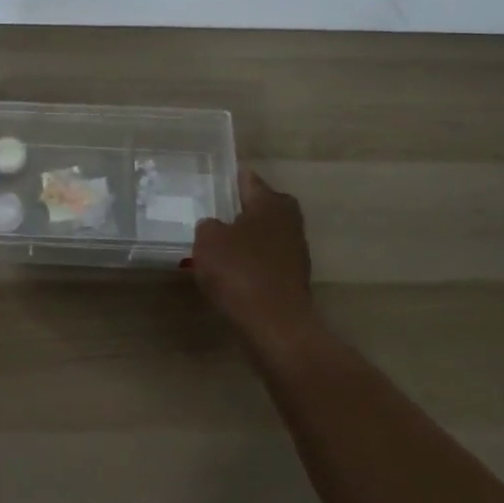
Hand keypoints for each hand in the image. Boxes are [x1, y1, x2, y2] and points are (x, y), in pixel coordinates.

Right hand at [192, 170, 321, 350]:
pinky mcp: (294, 278)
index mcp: (270, 202)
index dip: (230, 178)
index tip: (212, 179)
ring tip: (220, 244)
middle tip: (215, 213)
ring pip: (266, 233)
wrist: (275, 324)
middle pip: (263, 205)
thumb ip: (208, 226)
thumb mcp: (208, 241)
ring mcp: (296, 250)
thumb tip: (215, 226)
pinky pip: (268, 259)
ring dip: (248, 237)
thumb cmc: (239, 271)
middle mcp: (289, 220)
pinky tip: (233, 271)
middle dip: (242, 208)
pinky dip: (253, 261)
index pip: (249, 179)